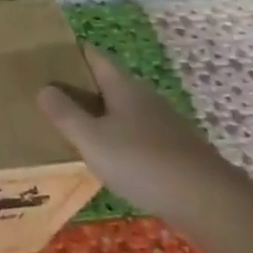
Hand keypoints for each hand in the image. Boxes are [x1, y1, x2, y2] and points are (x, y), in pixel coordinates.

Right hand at [38, 43, 252, 237]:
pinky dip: (117, 137)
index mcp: (124, 87)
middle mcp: (145, 98)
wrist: (208, 201)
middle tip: (48, 92)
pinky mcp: (173, 151)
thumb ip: (65, 114)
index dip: (72, 52)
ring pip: (123, 110)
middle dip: (81, 85)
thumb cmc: (142, 162)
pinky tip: (106, 155)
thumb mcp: (91, 138)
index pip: (95, 57)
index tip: (47, 53)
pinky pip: (135, 134)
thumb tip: (44, 88)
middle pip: (108, 83)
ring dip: (99, 113)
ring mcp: (163, 125)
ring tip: (71, 124)